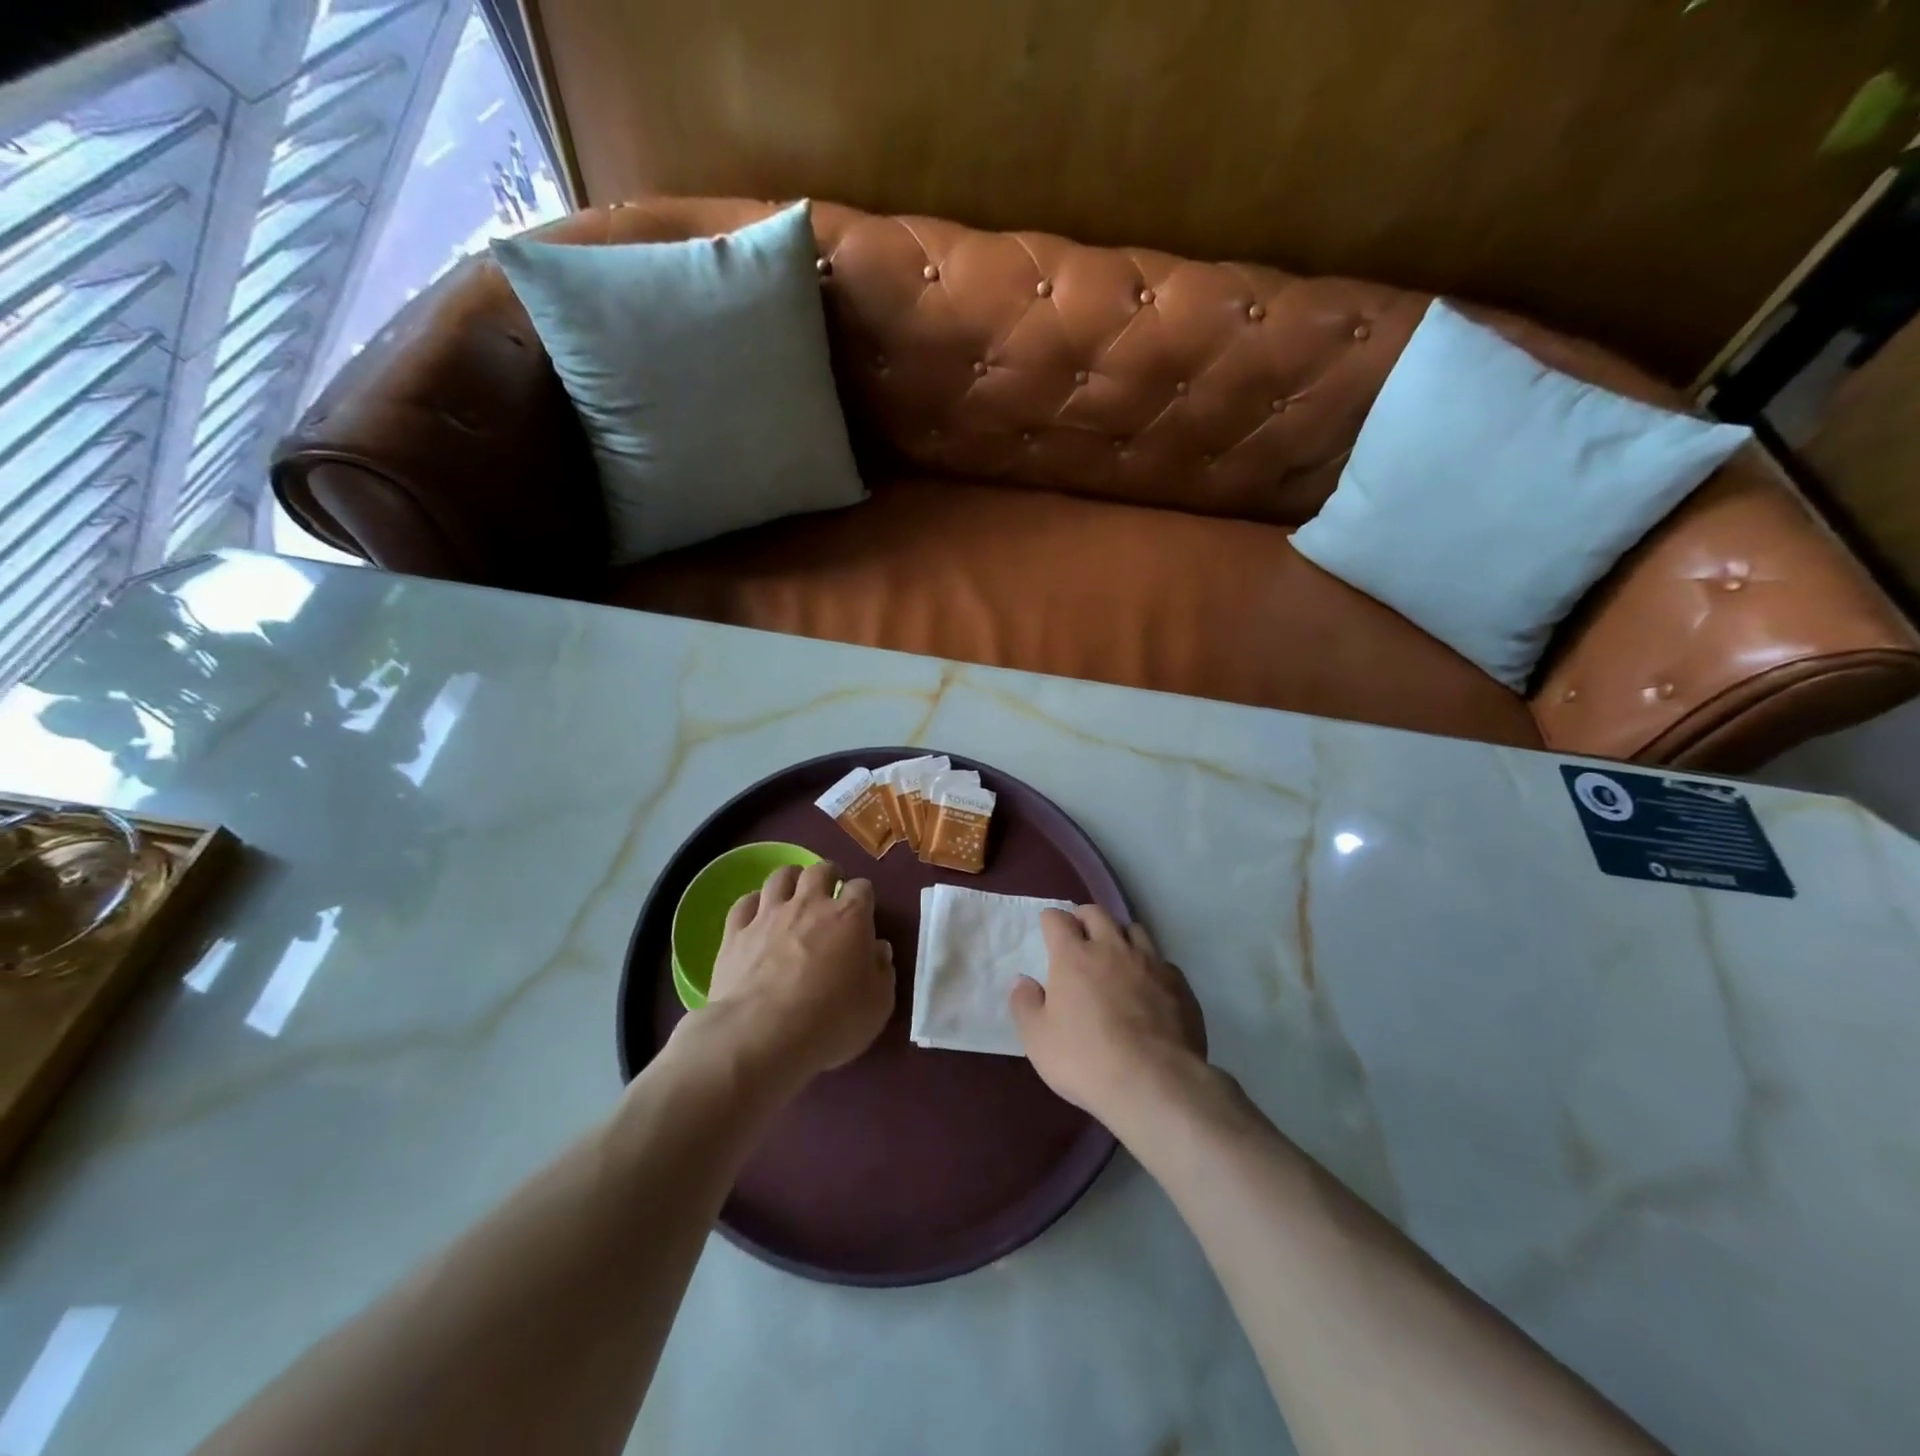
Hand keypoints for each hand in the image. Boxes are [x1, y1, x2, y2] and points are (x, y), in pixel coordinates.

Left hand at [705, 860, 894, 1077]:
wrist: (760, 1035)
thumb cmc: (830, 1021)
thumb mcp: (877, 1006)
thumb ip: (881, 972)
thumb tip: (878, 950)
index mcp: (850, 917)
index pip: (862, 888)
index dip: (864, 897)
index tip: (864, 913)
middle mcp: (810, 904)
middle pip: (820, 870)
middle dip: (828, 875)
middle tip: (830, 892)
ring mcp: (769, 915)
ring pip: (780, 876)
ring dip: (791, 880)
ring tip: (794, 894)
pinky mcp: (735, 932)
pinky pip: (744, 903)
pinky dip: (753, 904)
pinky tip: (756, 916)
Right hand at [1009, 907, 1206, 1128]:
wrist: (1154, 1083)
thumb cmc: (1085, 1059)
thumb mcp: (1037, 1039)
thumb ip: (1025, 1004)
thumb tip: (1023, 980)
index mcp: (1074, 956)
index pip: (1058, 919)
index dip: (1051, 920)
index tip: (1048, 929)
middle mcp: (1112, 949)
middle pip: (1097, 913)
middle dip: (1084, 917)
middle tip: (1079, 934)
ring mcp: (1150, 963)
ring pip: (1134, 929)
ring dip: (1120, 935)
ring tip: (1116, 955)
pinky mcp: (1179, 984)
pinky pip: (1162, 962)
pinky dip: (1150, 966)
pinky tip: (1148, 987)